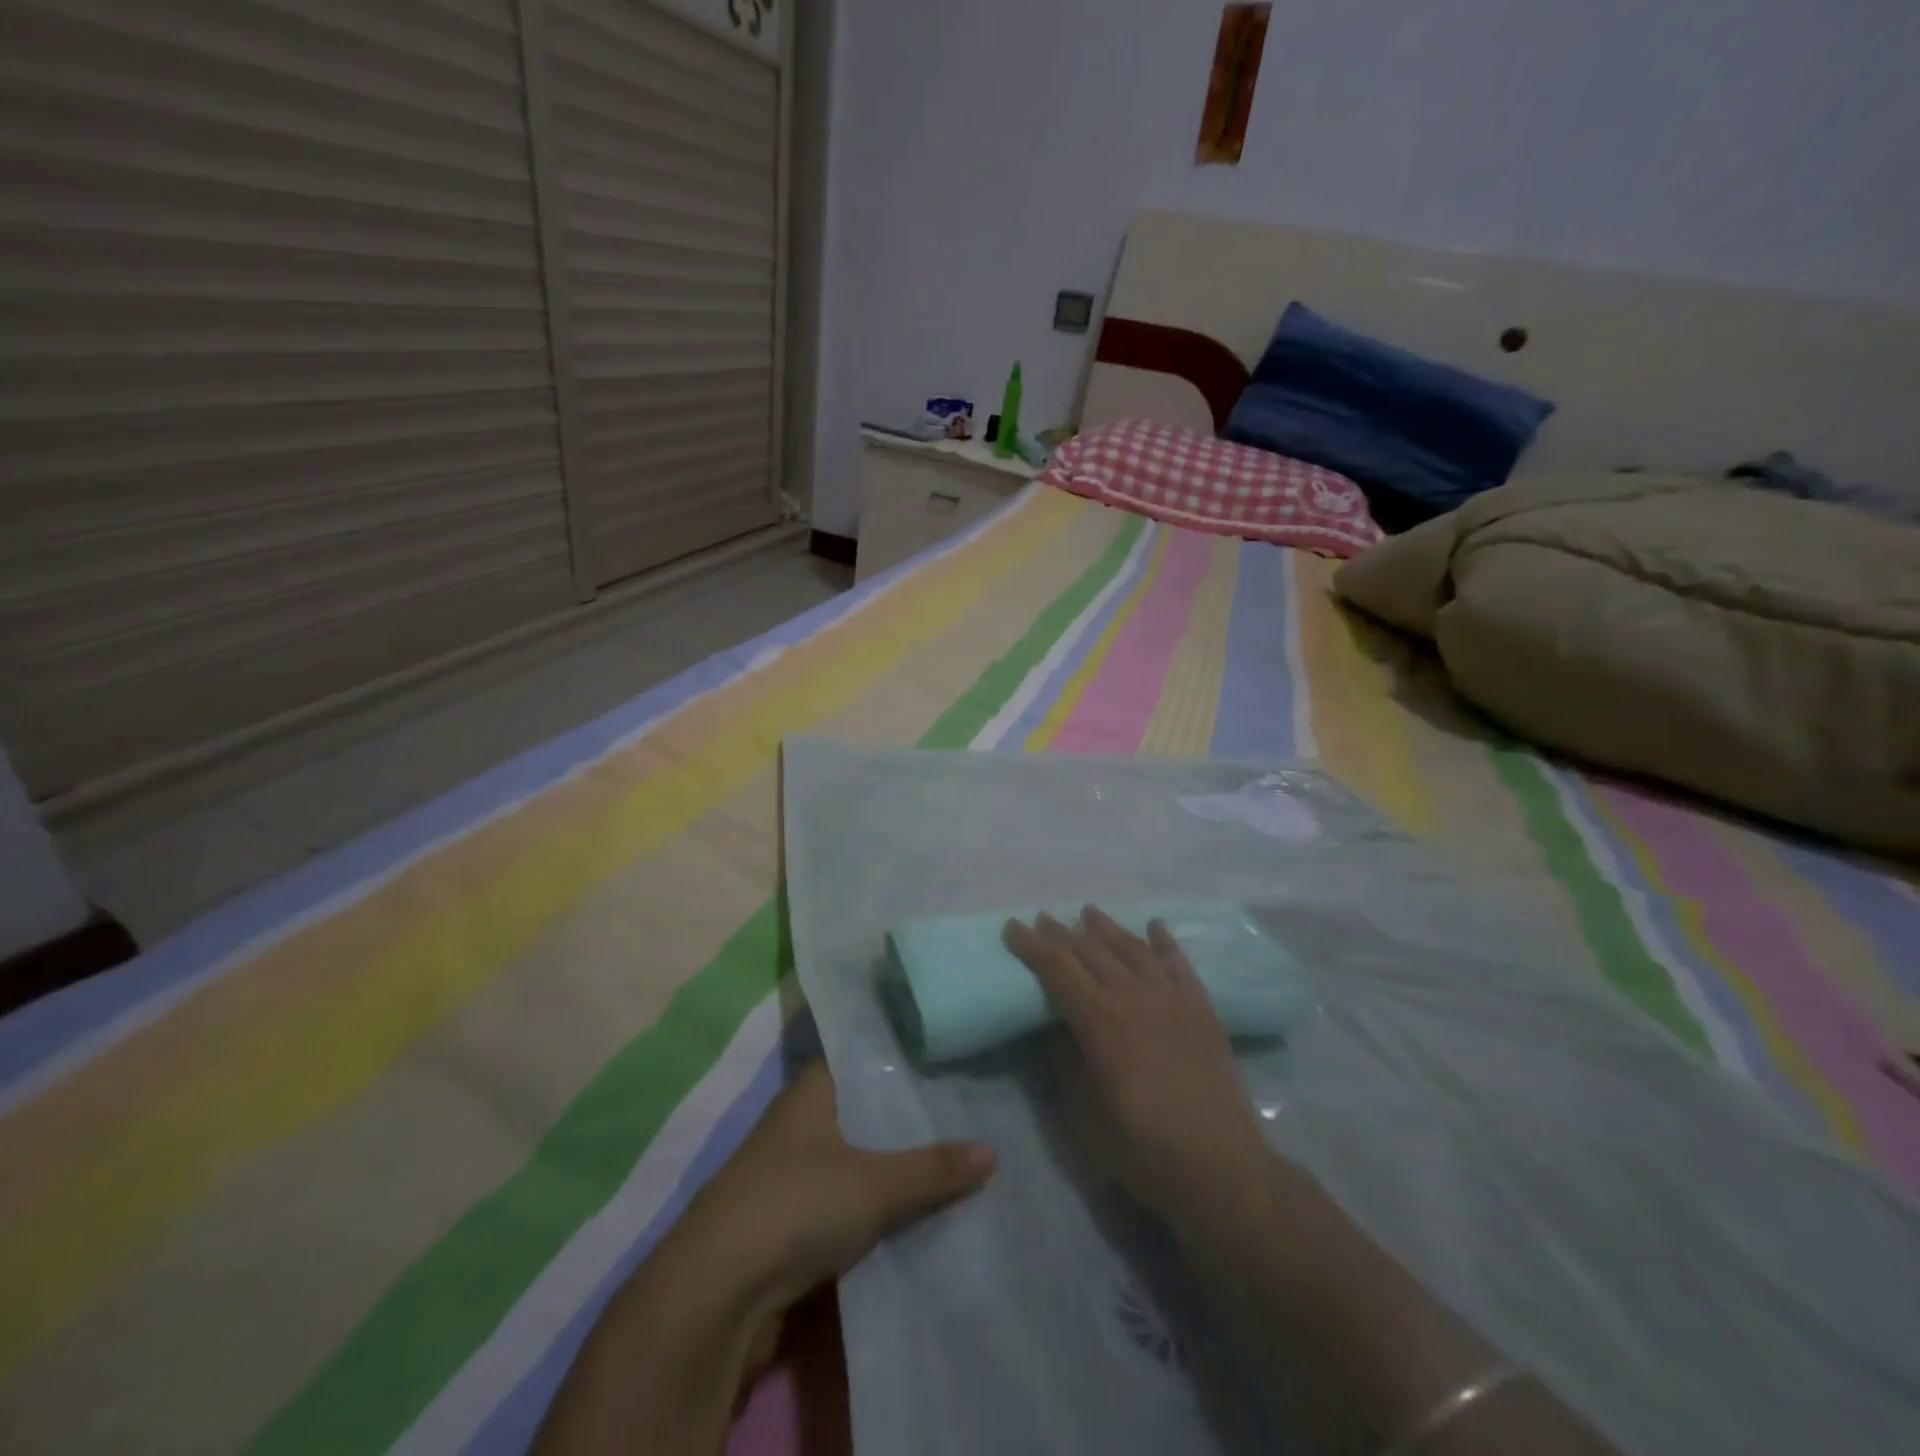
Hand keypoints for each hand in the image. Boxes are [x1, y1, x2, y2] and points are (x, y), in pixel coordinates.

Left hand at [684, 1058, 996, 1315]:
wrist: (717, 1293)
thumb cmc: (796, 1205)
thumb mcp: (875, 1184)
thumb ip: (933, 1169)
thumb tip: (992, 1152)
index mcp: (811, 1091)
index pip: (863, 1059)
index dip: (901, 1059)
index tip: (947, 1058)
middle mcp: (797, 1123)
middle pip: (862, 1110)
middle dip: (905, 1118)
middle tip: (964, 1110)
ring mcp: (789, 1173)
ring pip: (854, 1158)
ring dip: (890, 1166)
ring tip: (950, 1158)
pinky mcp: (787, 1221)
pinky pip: (843, 1201)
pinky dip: (873, 1205)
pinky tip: (913, 1210)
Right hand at [1004, 907, 1267, 1219]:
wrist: (1220, 1166)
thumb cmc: (1142, 1148)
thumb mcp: (1085, 1114)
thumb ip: (1068, 1063)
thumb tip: (1061, 1029)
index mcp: (1099, 1020)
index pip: (1057, 968)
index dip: (1032, 945)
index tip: (1013, 926)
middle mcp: (1132, 996)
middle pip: (1091, 951)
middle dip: (1063, 933)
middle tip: (1043, 918)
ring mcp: (1171, 998)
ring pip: (1132, 949)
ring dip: (1107, 928)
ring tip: (1089, 912)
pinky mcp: (1201, 1008)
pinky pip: (1179, 963)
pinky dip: (1164, 940)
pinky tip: (1154, 926)